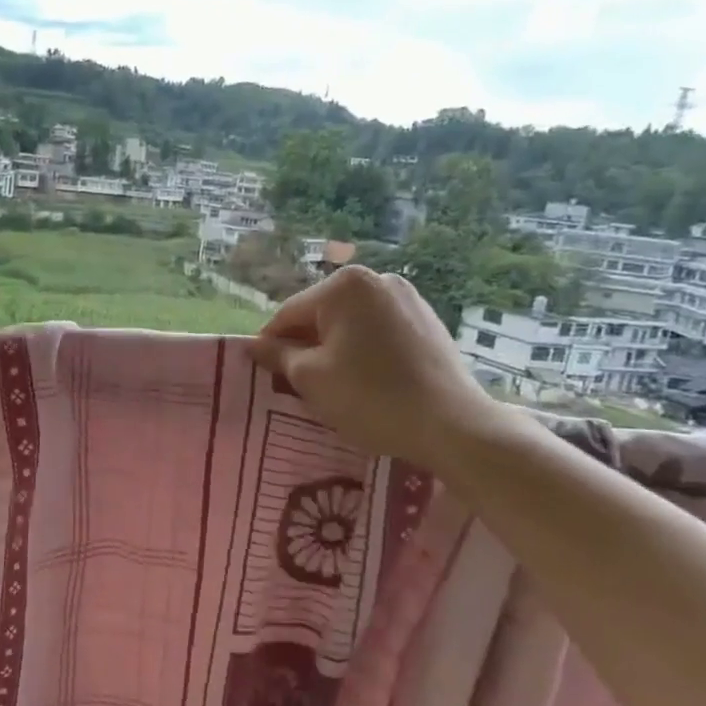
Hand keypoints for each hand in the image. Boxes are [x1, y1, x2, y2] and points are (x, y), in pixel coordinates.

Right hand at [249, 266, 515, 471]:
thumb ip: (277, 355)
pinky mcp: (428, 321)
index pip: (288, 314)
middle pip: (320, 316)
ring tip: (336, 387)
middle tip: (300, 386)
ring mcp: (408, 298)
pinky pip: (379, 332)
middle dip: (306, 347)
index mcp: (343, 286)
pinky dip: (364, 352)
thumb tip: (254, 345)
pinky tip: (368, 383)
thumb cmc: (369, 397)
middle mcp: (377, 280)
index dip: (271, 347)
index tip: (266, 376)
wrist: (451, 425)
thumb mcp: (310, 378)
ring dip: (335, 350)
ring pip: (350, 325)